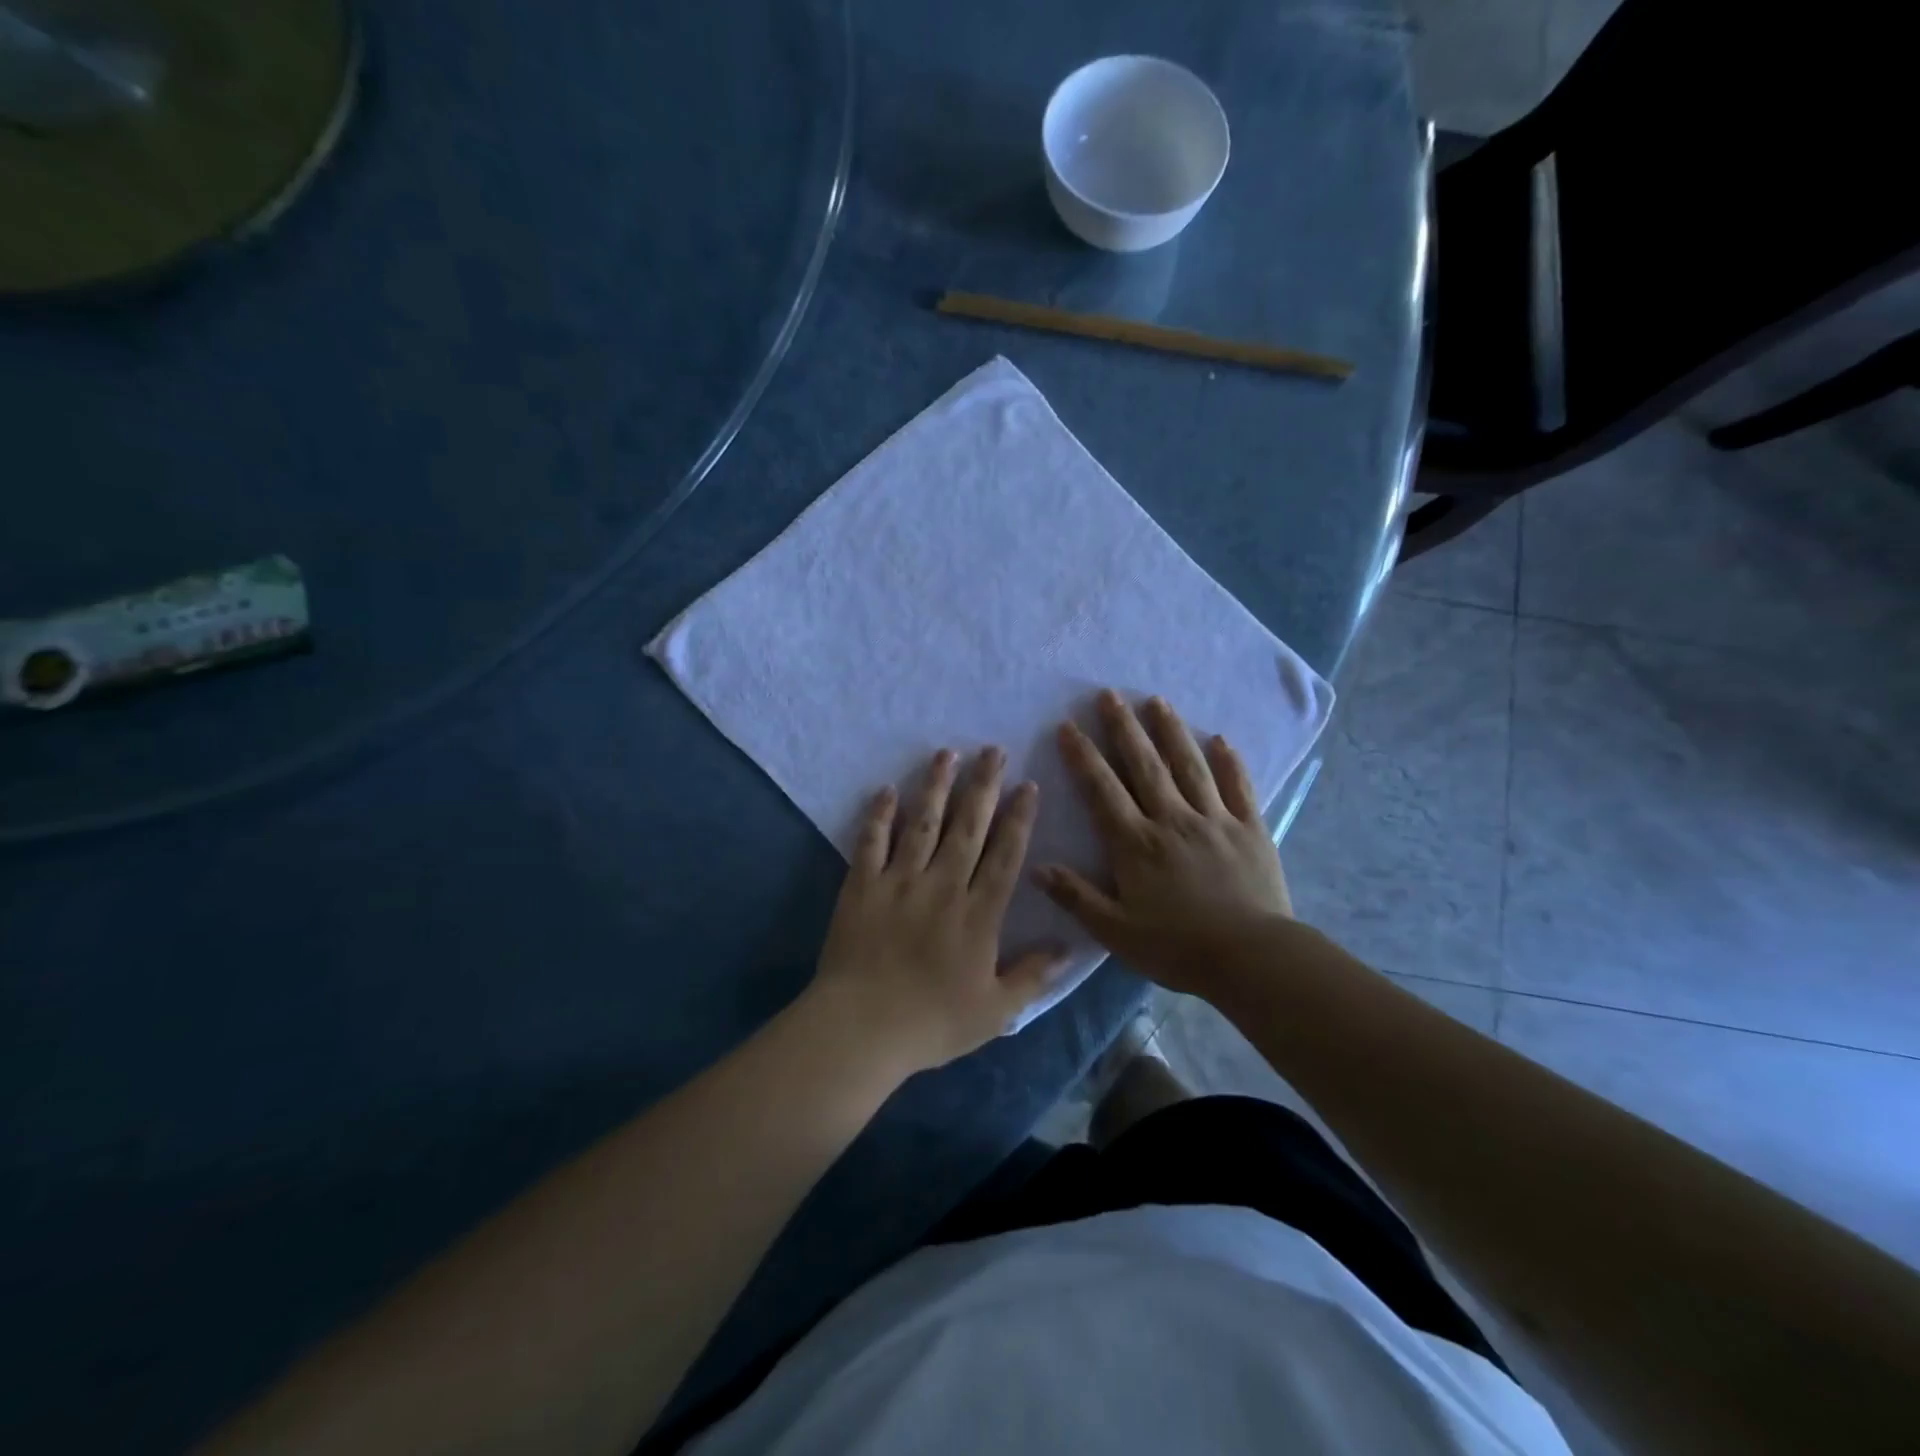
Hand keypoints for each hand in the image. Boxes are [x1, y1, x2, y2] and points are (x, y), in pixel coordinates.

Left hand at [811, 747, 1064, 1076]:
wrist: (861, 1029)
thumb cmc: (932, 1023)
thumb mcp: (995, 1011)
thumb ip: (1033, 976)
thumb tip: (1070, 947)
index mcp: (978, 915)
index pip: (1005, 856)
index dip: (1018, 818)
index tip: (1027, 785)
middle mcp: (942, 886)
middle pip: (967, 827)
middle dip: (983, 786)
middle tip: (992, 750)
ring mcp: (899, 882)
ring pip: (922, 823)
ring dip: (936, 787)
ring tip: (946, 753)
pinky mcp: (861, 886)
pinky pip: (871, 843)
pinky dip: (879, 815)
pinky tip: (887, 789)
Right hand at [1034, 690, 1291, 997]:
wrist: (1252, 959)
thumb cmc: (1178, 948)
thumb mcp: (1116, 931)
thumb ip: (1076, 897)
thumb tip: (1037, 867)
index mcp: (1136, 844)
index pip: (1102, 790)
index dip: (1083, 756)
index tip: (1069, 726)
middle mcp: (1172, 820)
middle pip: (1144, 765)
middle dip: (1123, 728)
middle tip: (1109, 695)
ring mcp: (1215, 820)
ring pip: (1189, 766)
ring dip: (1171, 731)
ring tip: (1157, 701)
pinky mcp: (1250, 829)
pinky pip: (1239, 787)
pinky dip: (1230, 762)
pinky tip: (1221, 739)